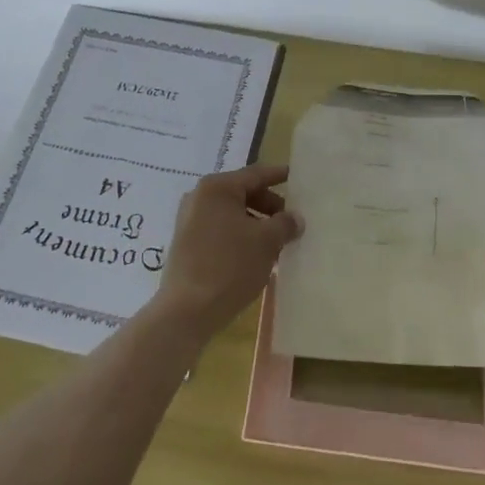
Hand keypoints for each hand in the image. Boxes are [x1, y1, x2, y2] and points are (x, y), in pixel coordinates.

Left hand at [150, 164, 302, 341]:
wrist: (187, 311)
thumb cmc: (230, 266)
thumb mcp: (266, 242)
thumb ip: (285, 224)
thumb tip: (296, 218)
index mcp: (217, 188)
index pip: (256, 174)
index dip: (279, 175)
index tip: (298, 177)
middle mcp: (199, 197)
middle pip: (243, 193)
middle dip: (269, 206)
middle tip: (291, 221)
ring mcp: (189, 220)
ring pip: (232, 214)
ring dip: (256, 224)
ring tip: (278, 243)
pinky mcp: (186, 243)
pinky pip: (220, 230)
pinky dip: (240, 236)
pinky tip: (256, 256)